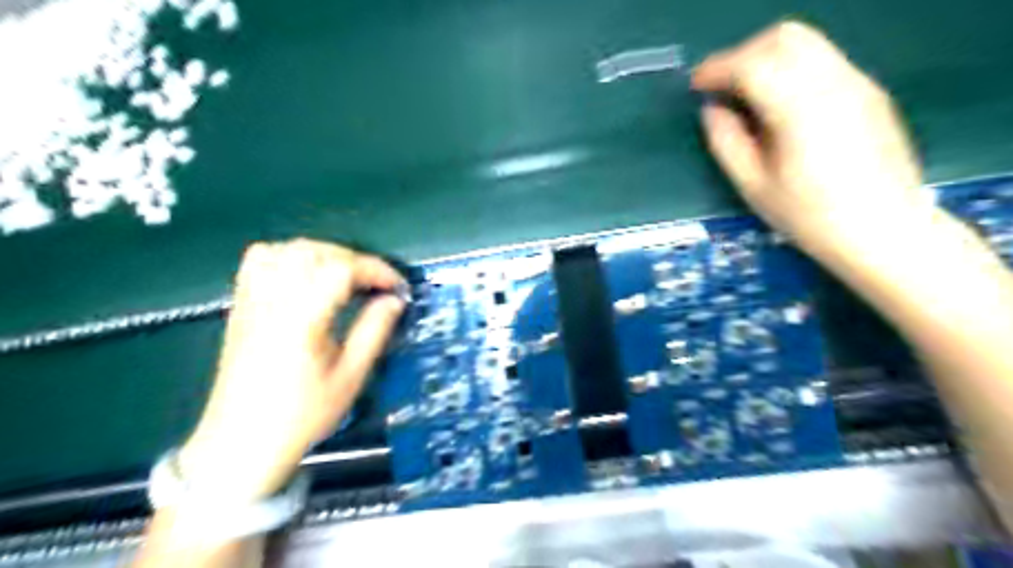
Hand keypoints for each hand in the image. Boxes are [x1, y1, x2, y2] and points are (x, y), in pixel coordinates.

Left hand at [179, 240, 405, 501]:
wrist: (240, 444)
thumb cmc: (302, 416)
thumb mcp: (350, 377)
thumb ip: (374, 331)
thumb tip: (394, 300)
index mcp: (301, 320)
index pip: (340, 269)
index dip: (375, 269)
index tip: (397, 286)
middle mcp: (272, 301)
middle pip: (313, 251)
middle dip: (353, 259)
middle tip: (375, 283)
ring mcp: (251, 301)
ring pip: (286, 249)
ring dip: (323, 253)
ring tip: (345, 276)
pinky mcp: (241, 306)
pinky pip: (260, 260)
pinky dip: (289, 255)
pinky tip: (306, 274)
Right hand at [698, 23, 923, 260]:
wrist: (883, 229)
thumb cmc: (809, 215)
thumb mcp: (753, 185)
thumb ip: (726, 141)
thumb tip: (712, 110)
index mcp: (799, 109)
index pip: (751, 65)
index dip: (716, 69)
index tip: (695, 85)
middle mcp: (833, 82)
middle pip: (782, 38)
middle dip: (743, 54)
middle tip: (722, 87)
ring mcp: (857, 82)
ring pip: (807, 43)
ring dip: (767, 57)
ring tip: (747, 94)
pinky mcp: (869, 91)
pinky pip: (823, 60)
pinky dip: (791, 69)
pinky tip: (780, 105)